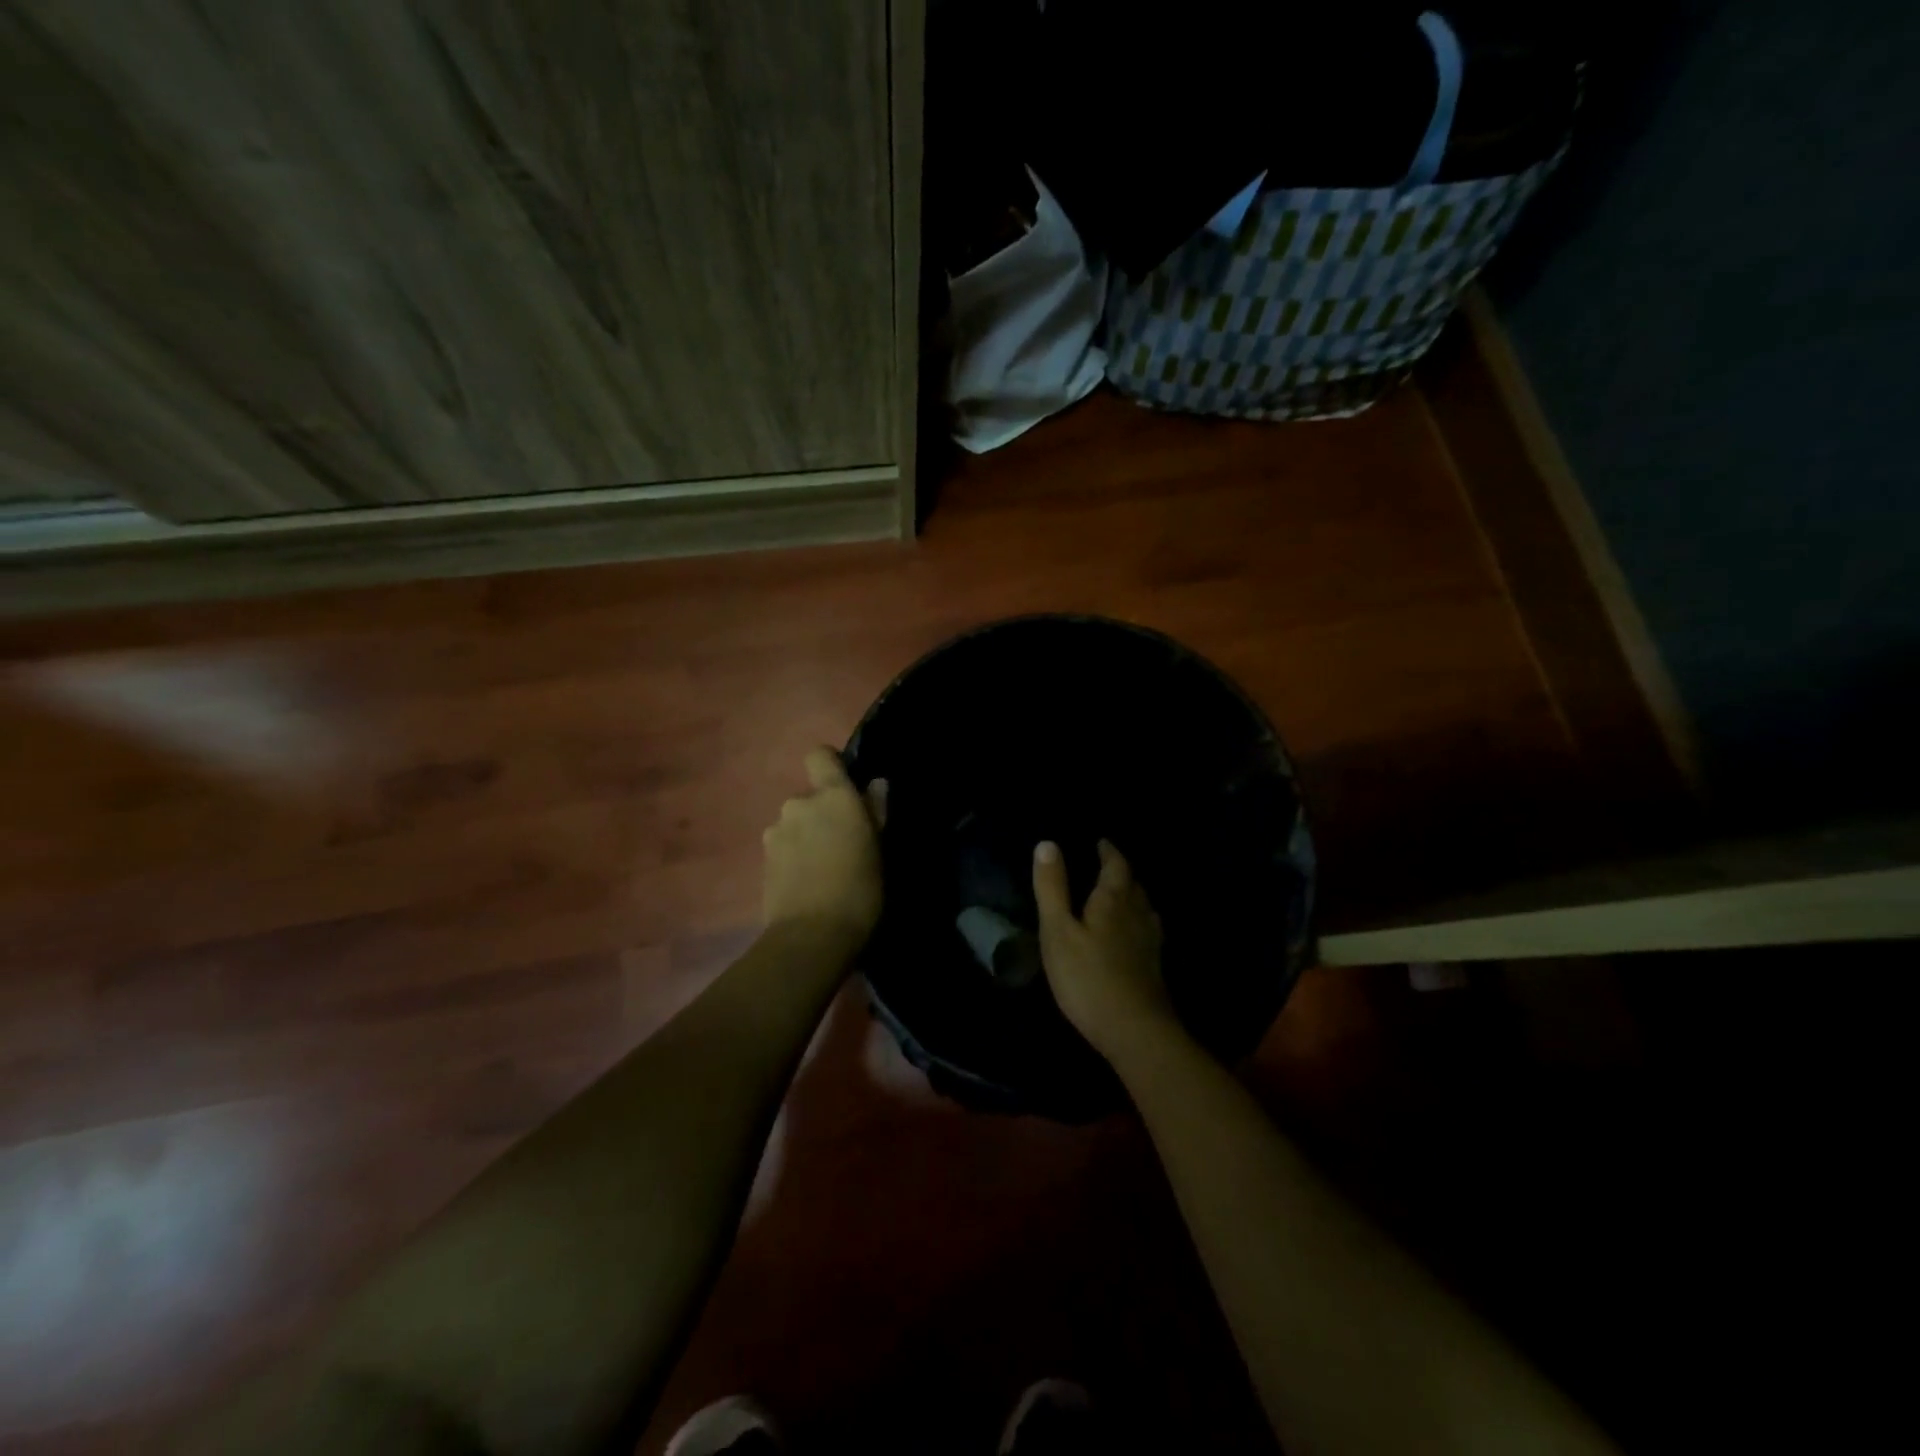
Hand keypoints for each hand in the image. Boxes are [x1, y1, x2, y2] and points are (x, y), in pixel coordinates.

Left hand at [762, 747, 886, 945]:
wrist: (811, 937)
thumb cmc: (859, 889)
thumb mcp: (878, 849)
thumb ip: (875, 811)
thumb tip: (875, 784)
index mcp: (832, 796)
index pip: (820, 755)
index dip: (830, 765)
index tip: (846, 787)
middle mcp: (799, 803)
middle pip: (810, 796)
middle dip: (822, 813)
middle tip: (842, 843)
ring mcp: (776, 831)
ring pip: (795, 822)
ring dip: (806, 835)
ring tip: (823, 867)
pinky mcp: (763, 858)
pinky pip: (783, 845)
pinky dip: (793, 855)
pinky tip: (806, 881)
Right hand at [1033, 838, 1176, 1060]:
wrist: (1135, 1031)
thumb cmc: (1088, 977)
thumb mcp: (1058, 930)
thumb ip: (1053, 887)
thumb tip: (1048, 843)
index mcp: (1114, 899)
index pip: (1116, 864)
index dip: (1108, 851)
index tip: (1100, 842)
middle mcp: (1138, 913)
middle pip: (1133, 884)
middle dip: (1120, 872)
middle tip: (1105, 866)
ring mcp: (1150, 942)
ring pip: (1144, 907)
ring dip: (1131, 896)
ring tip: (1116, 896)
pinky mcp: (1154, 966)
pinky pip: (1147, 930)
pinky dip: (1137, 922)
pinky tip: (1130, 935)